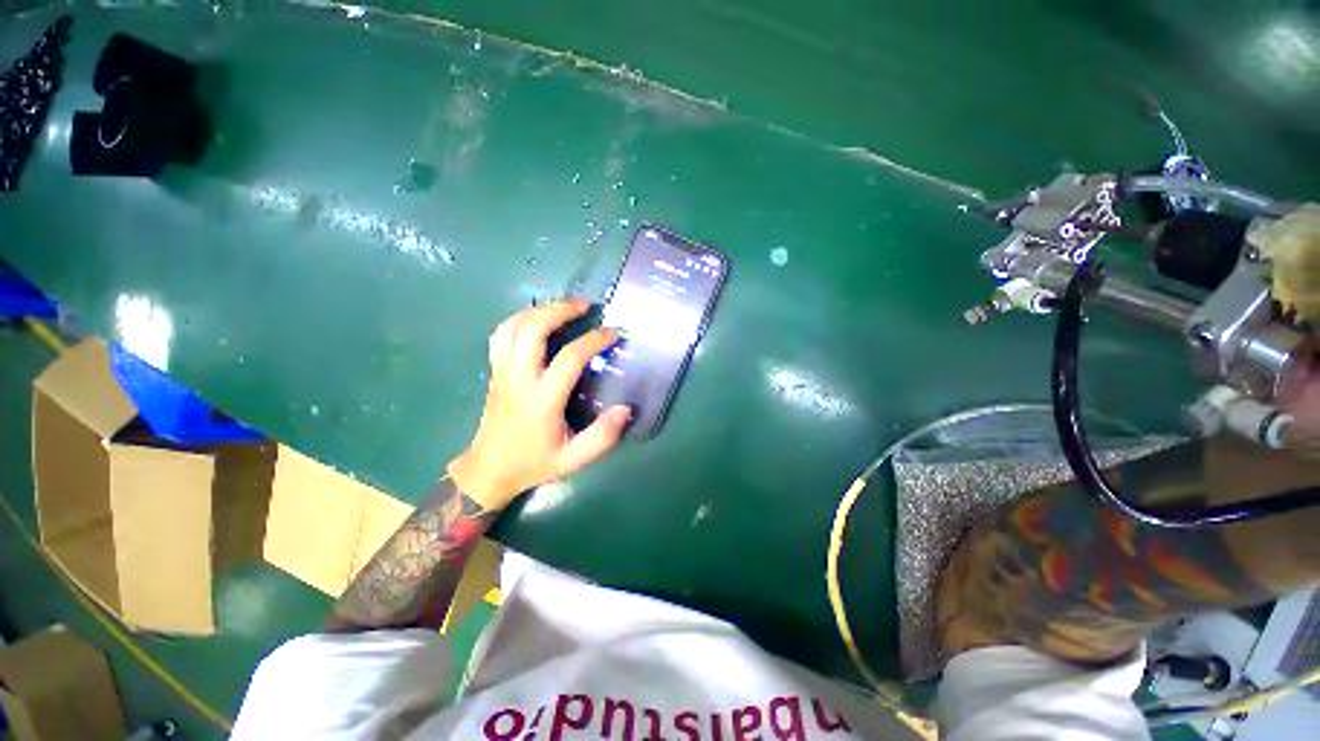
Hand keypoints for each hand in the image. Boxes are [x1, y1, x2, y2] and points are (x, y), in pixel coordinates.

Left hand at [447, 299, 631, 510]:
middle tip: (585, 305)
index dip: (593, 341)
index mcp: (542, 400)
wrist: (489, 469)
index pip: (569, 358)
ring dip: (538, 310)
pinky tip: (537, 319)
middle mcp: (519, 379)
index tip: (613, 333)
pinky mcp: (495, 371)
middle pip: (532, 330)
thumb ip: (602, 437)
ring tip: (562, 307)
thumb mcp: (573, 460)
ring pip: (512, 327)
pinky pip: (501, 335)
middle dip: (559, 310)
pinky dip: (519, 319)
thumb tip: (625, 409)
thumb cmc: (534, 463)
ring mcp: (502, 372)